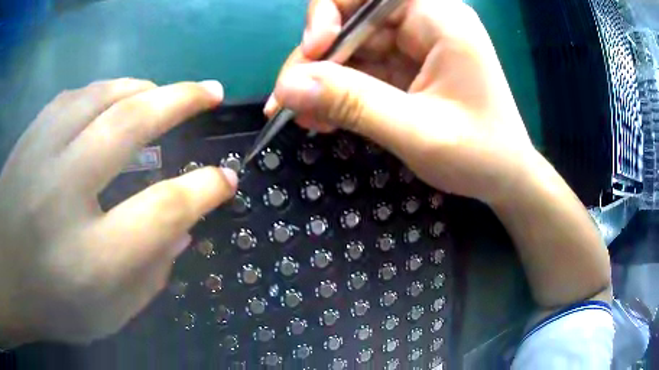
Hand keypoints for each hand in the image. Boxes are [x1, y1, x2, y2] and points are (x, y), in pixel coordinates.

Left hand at [0, 79, 237, 345]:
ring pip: (103, 95)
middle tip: (211, 90)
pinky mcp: (30, 137)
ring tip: (163, 91)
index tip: (227, 179)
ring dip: (144, 88)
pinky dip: (105, 91)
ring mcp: (42, 154)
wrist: (10, 277)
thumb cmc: (52, 305)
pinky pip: (75, 97)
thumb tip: (181, 233)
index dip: (205, 189)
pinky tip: (114, 98)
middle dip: (183, 100)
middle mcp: (65, 192)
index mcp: (93, 256)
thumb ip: (150, 277)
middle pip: (133, 124)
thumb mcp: (109, 312)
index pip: (164, 208)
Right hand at [267, 0, 534, 203]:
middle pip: (352, 21)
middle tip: (288, 101)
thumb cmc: (480, 155)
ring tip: (303, 117)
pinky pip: (362, 69)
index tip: (313, 52)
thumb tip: (286, 86)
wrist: (505, 179)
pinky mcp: (407, 67)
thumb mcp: (417, 132)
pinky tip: (323, 118)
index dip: (328, 12)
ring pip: (351, 48)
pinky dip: (339, 93)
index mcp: (440, 19)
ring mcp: (415, 45)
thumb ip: (353, 103)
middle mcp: (425, 22)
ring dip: (323, 81)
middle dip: (317, 60)